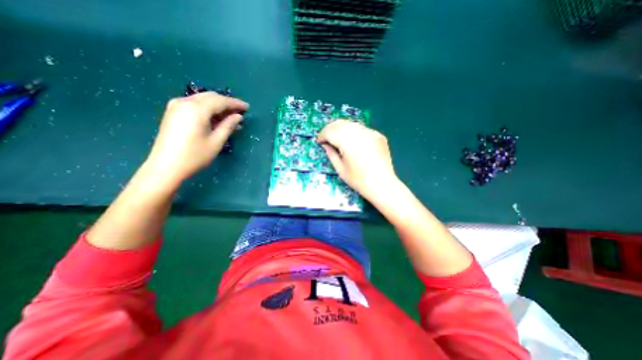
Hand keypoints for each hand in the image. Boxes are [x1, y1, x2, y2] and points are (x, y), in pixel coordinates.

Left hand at [145, 91, 246, 185]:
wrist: (166, 166)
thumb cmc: (195, 155)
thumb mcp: (216, 141)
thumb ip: (228, 126)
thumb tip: (238, 116)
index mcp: (197, 109)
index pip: (221, 101)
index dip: (235, 103)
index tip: (247, 107)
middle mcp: (185, 102)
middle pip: (211, 97)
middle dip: (227, 103)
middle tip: (240, 112)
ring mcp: (177, 106)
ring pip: (203, 100)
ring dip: (218, 107)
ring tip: (231, 118)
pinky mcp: (173, 112)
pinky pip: (195, 105)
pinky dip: (208, 109)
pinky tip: (216, 119)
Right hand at [315, 120, 396, 199]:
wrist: (382, 184)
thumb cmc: (359, 180)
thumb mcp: (340, 169)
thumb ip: (331, 154)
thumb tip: (325, 144)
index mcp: (348, 142)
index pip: (331, 131)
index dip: (322, 135)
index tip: (319, 141)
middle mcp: (359, 133)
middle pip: (340, 123)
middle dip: (330, 129)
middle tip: (327, 138)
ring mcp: (370, 132)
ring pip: (351, 124)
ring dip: (341, 129)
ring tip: (338, 139)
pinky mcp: (378, 135)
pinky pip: (361, 129)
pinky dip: (353, 132)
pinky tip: (353, 142)